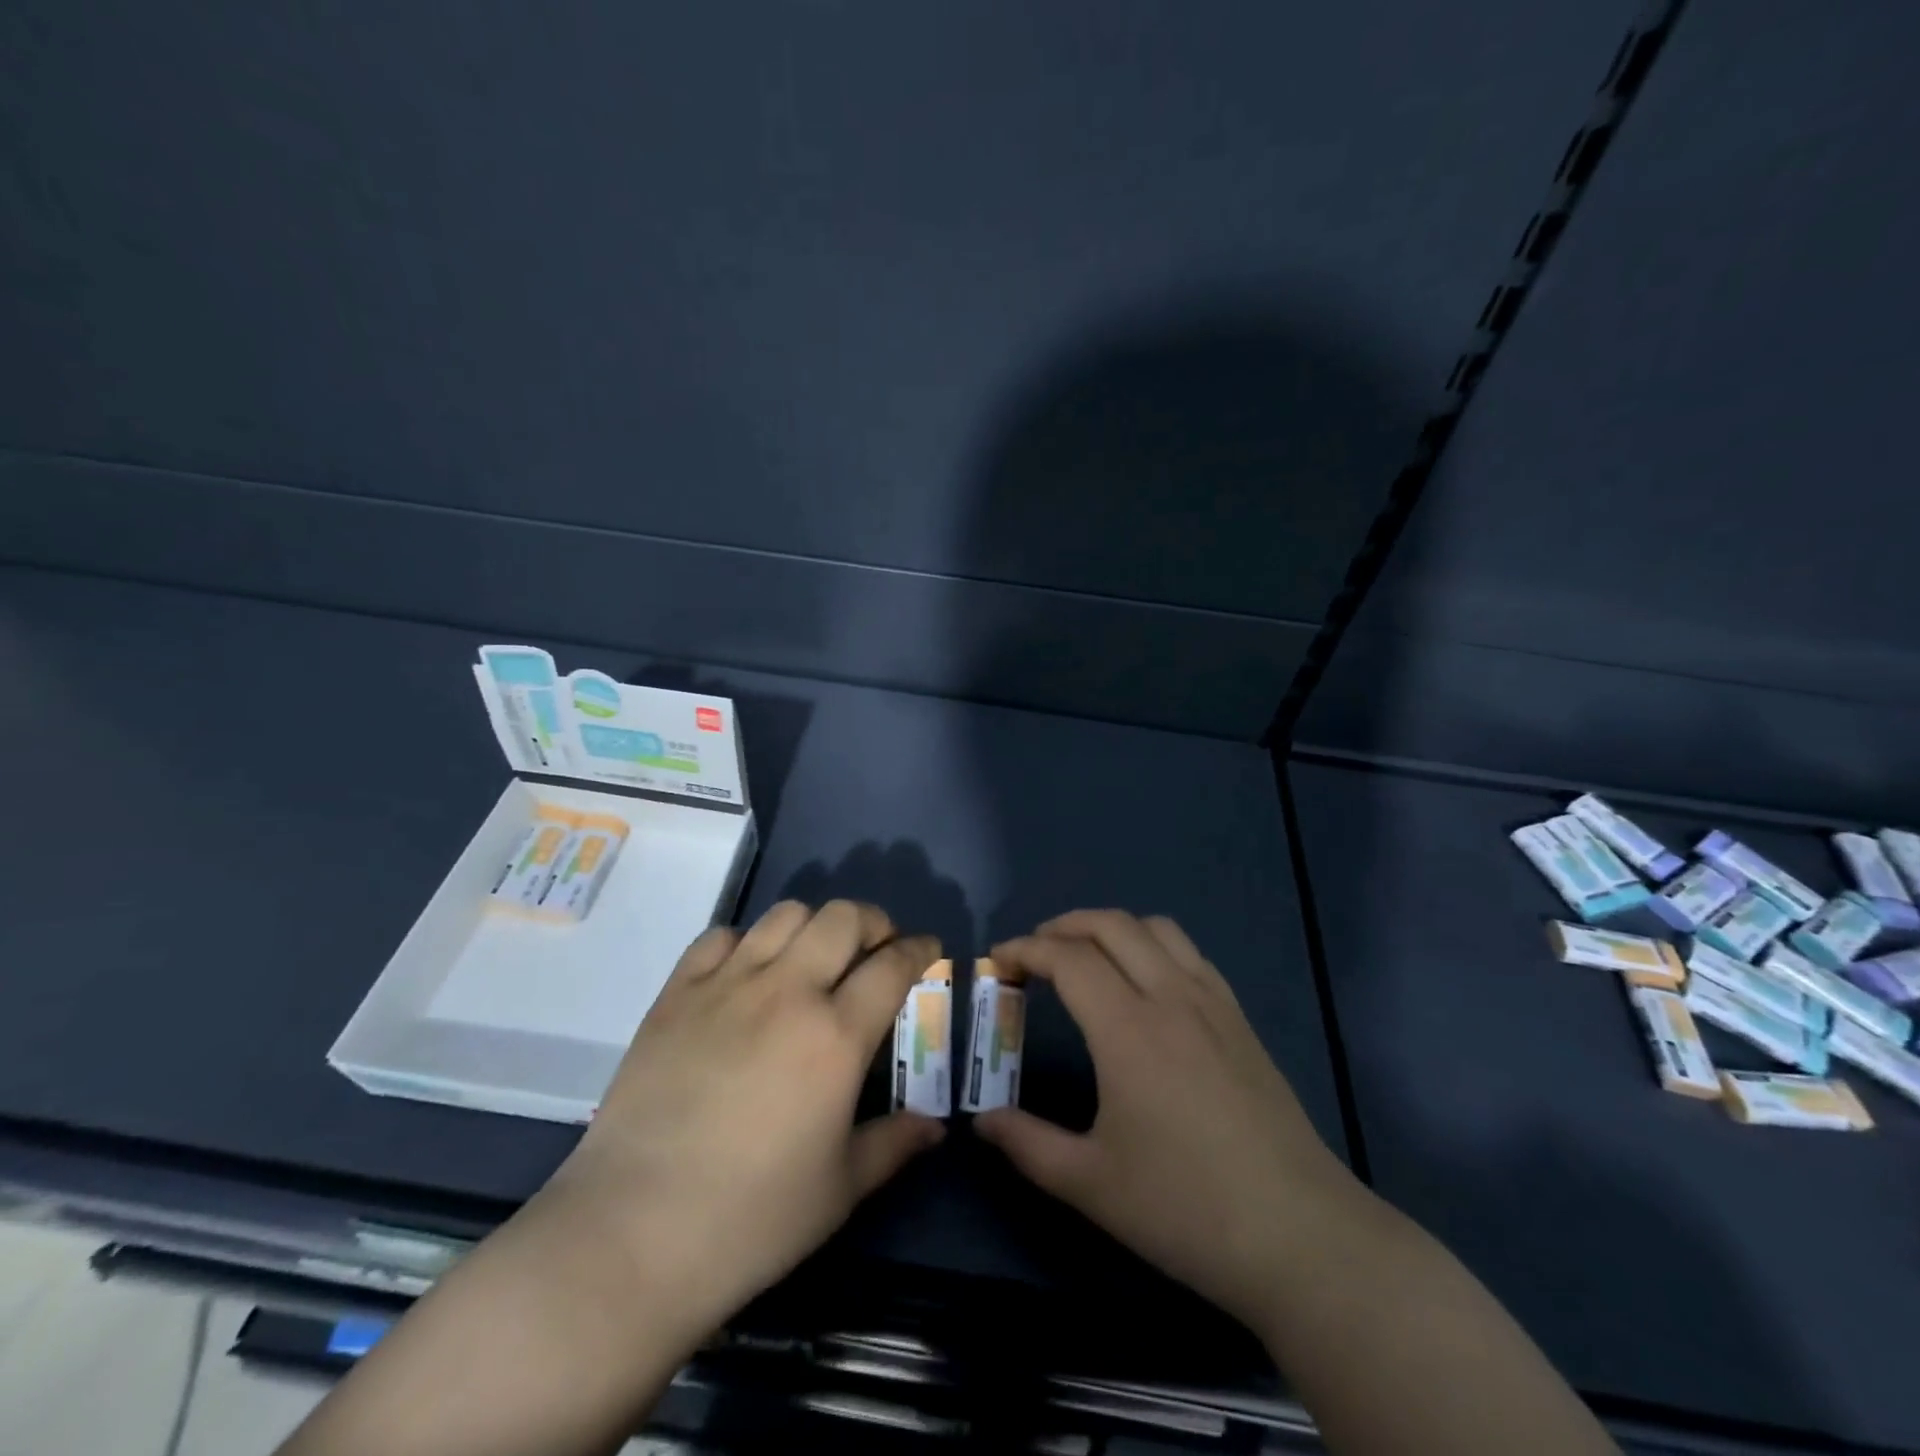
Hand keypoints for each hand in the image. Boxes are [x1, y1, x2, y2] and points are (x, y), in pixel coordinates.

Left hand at [541, 899, 945, 1345]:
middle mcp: (787, 992)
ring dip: (814, 925)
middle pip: (843, 918)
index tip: (928, 949)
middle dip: (872, 922)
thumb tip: (936, 1128)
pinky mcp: (676, 994)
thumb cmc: (750, 1220)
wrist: (631, 1235)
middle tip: (876, 948)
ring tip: (814, 955)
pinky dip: (745, 942)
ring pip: (785, 914)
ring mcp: (727, 985)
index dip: (919, 949)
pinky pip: (719, 936)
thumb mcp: (840, 1190)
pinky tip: (747, 973)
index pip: (893, 965)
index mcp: (835, 1036)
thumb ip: (894, 1145)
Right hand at [975, 910, 1356, 1332]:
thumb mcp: (1091, 1184)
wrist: (1301, 1236)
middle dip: (1064, 926)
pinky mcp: (1240, 1019)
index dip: (1026, 949)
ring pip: (1156, 928)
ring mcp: (1213, 1003)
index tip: (998, 960)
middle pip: (1111, 925)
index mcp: (1128, 1029)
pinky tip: (1146, 982)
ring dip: (1112, 928)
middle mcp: (1170, 997)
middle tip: (1033, 952)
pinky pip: (1190, 954)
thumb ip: (1028, 1145)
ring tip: (1087, 956)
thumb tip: (982, 1122)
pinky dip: (1153, 945)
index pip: (1068, 959)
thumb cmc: (1186, 1209)